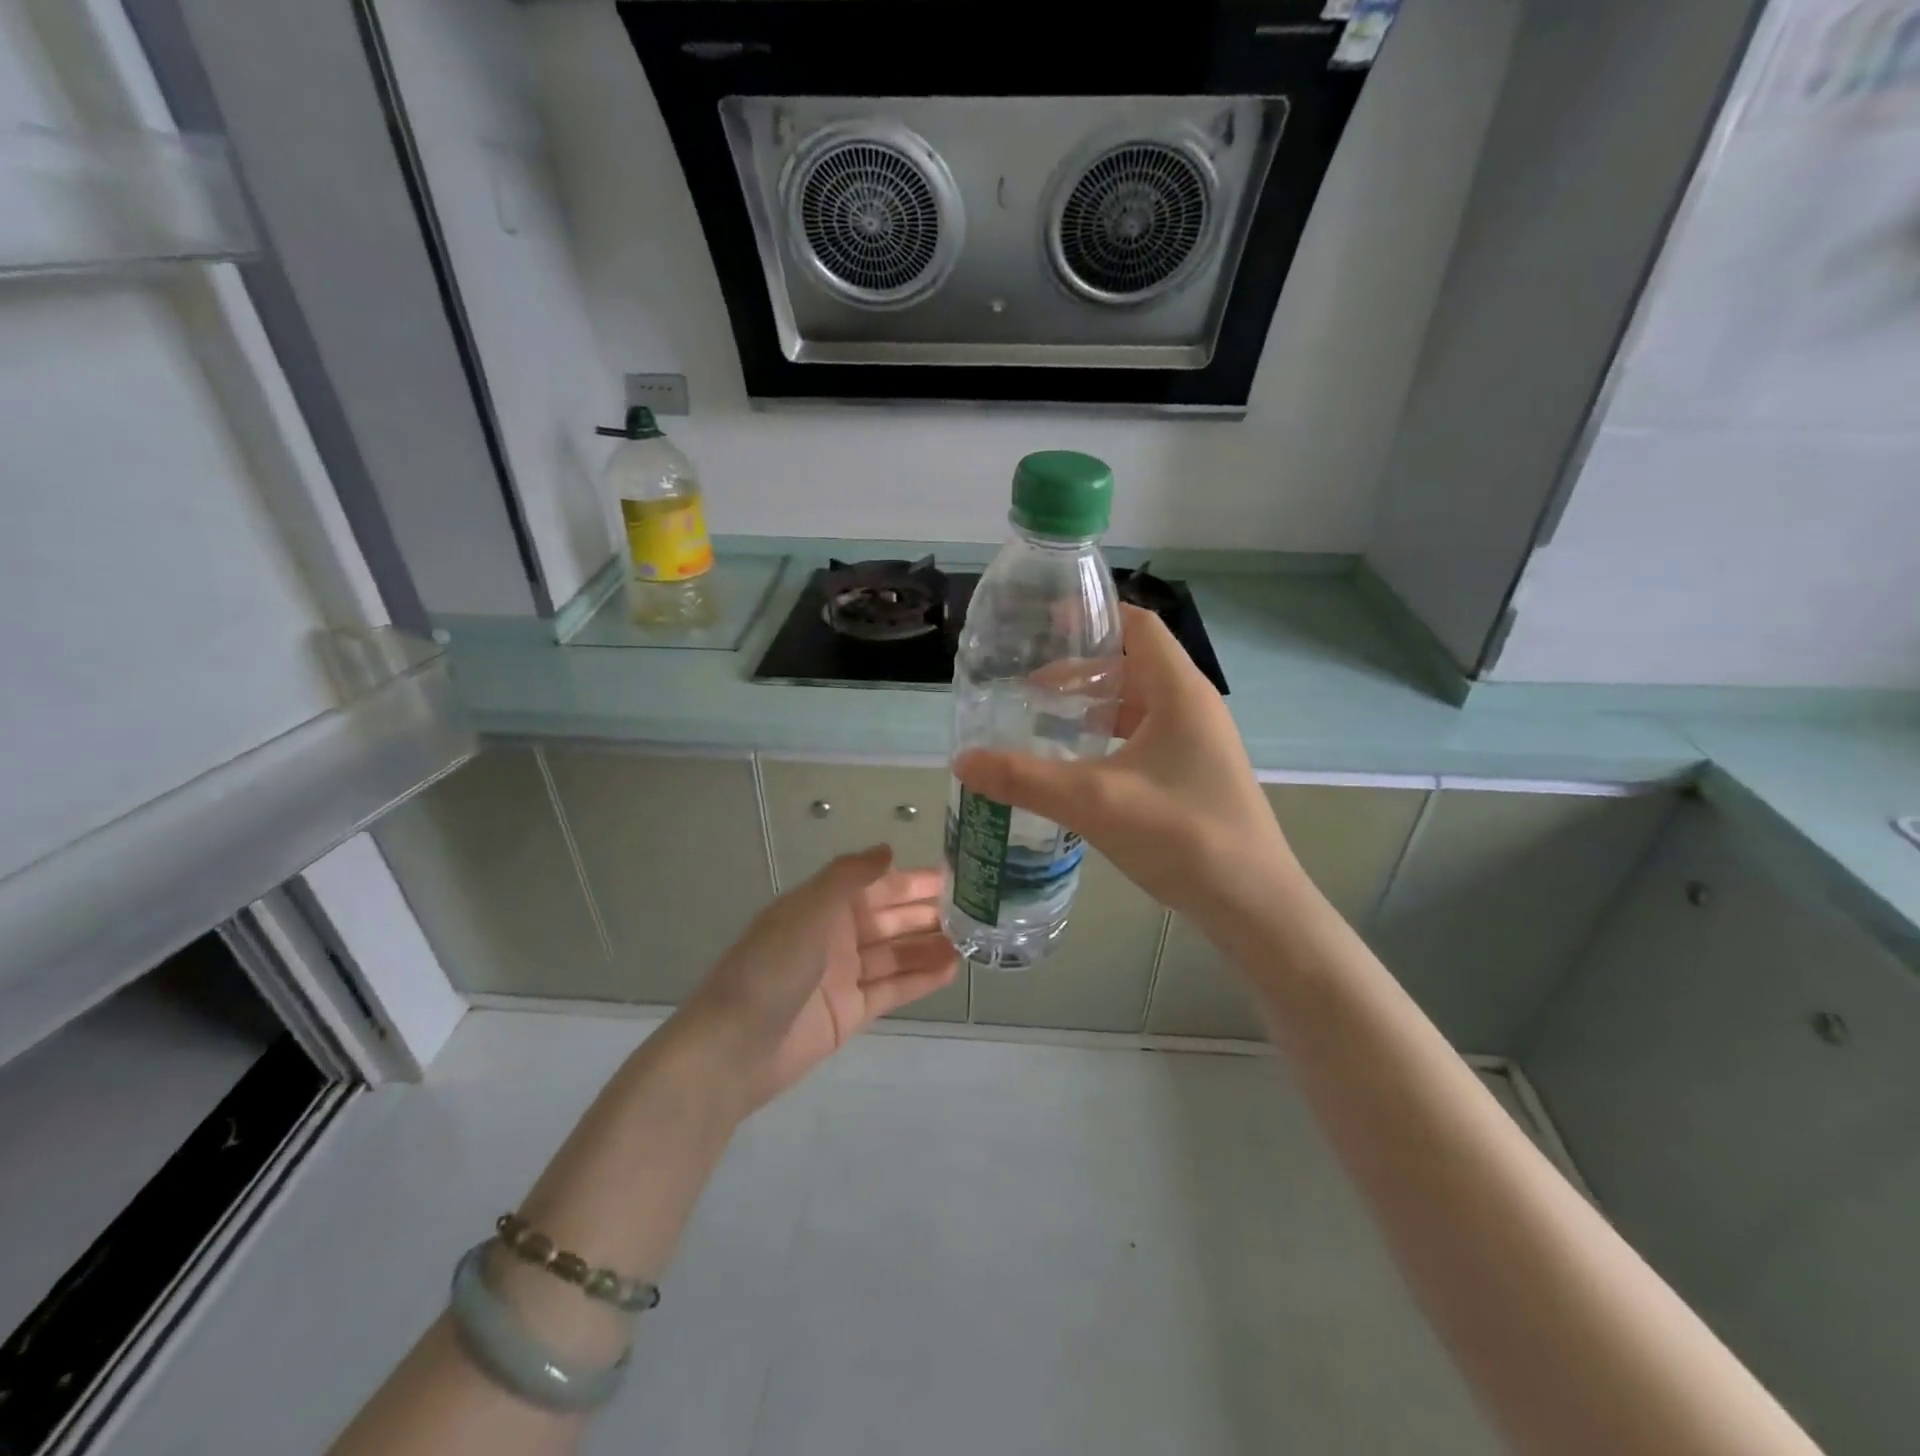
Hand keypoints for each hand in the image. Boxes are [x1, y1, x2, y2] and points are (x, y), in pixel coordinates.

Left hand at [678, 846, 959, 1109]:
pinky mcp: (850, 1013)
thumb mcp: (807, 911)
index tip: (952, 877)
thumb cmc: (771, 968)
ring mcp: (843, 976)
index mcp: (821, 906)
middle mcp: (834, 936)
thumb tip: (887, 849)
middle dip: (927, 913)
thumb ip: (848, 877)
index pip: (875, 886)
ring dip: (929, 946)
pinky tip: (951, 970)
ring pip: (895, 954)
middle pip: (889, 919)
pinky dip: (919, 980)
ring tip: (971, 941)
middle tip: (975, 910)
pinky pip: (891, 990)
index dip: (911, 880)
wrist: (734, 1048)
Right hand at [955, 605, 1298, 937]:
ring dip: (1094, 707)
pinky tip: (1078, 766)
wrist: (1253, 906)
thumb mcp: (1095, 802)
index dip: (1093, 617)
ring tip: (1043, 721)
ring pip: (1138, 705)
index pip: (1138, 625)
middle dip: (1080, 670)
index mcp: (1180, 692)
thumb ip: (1025, 779)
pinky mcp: (1195, 774)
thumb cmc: (1183, 836)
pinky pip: (1145, 737)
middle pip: (1133, 665)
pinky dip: (1109, 738)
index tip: (1043, 624)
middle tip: (1027, 687)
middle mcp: (1193, 707)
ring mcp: (1198, 743)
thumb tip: (962, 760)